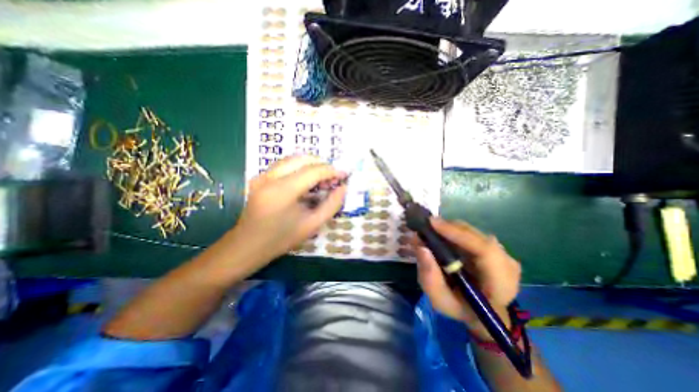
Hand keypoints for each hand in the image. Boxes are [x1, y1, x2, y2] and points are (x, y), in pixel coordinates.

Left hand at [231, 155, 345, 262]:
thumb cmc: (281, 239)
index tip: (344, 174)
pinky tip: (307, 180)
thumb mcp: (312, 225)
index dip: (331, 170)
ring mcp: (262, 175)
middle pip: (302, 159)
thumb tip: (343, 188)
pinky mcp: (259, 177)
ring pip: (292, 158)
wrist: (247, 246)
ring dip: (311, 164)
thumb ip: (332, 205)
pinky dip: (300, 167)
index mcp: (282, 192)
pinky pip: (284, 164)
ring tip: (322, 179)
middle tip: (333, 177)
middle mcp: (270, 177)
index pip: (312, 171)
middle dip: (322, 164)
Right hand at [411, 218, 520, 338]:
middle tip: (424, 226)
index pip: (484, 250)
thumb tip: (421, 248)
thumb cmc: (461, 309)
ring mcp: (502, 252)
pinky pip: (470, 233)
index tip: (432, 223)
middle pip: (475, 235)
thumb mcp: (441, 301)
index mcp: (501, 284)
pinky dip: (453, 231)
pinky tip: (440, 236)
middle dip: (447, 228)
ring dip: (448, 229)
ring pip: (471, 231)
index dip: (457, 233)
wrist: (481, 311)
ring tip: (429, 231)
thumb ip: (430, 279)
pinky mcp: (493, 246)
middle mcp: (506, 263)